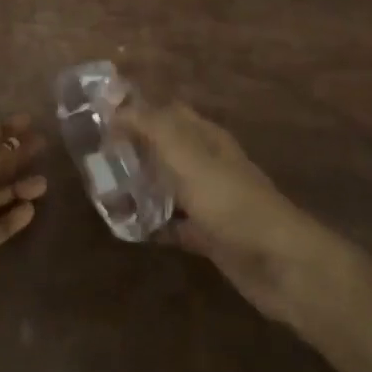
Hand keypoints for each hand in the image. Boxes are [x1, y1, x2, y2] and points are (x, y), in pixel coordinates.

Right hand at [118, 100, 311, 321]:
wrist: (281, 265)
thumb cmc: (232, 203)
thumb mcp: (188, 157)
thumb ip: (153, 127)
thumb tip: (115, 105)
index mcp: (206, 138)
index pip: (167, 111)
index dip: (136, 109)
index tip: (98, 114)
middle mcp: (207, 164)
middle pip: (165, 147)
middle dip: (132, 147)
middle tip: (91, 153)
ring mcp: (210, 201)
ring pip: (167, 184)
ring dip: (139, 184)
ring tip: (100, 188)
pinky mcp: (209, 235)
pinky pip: (173, 223)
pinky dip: (152, 223)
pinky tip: (126, 226)